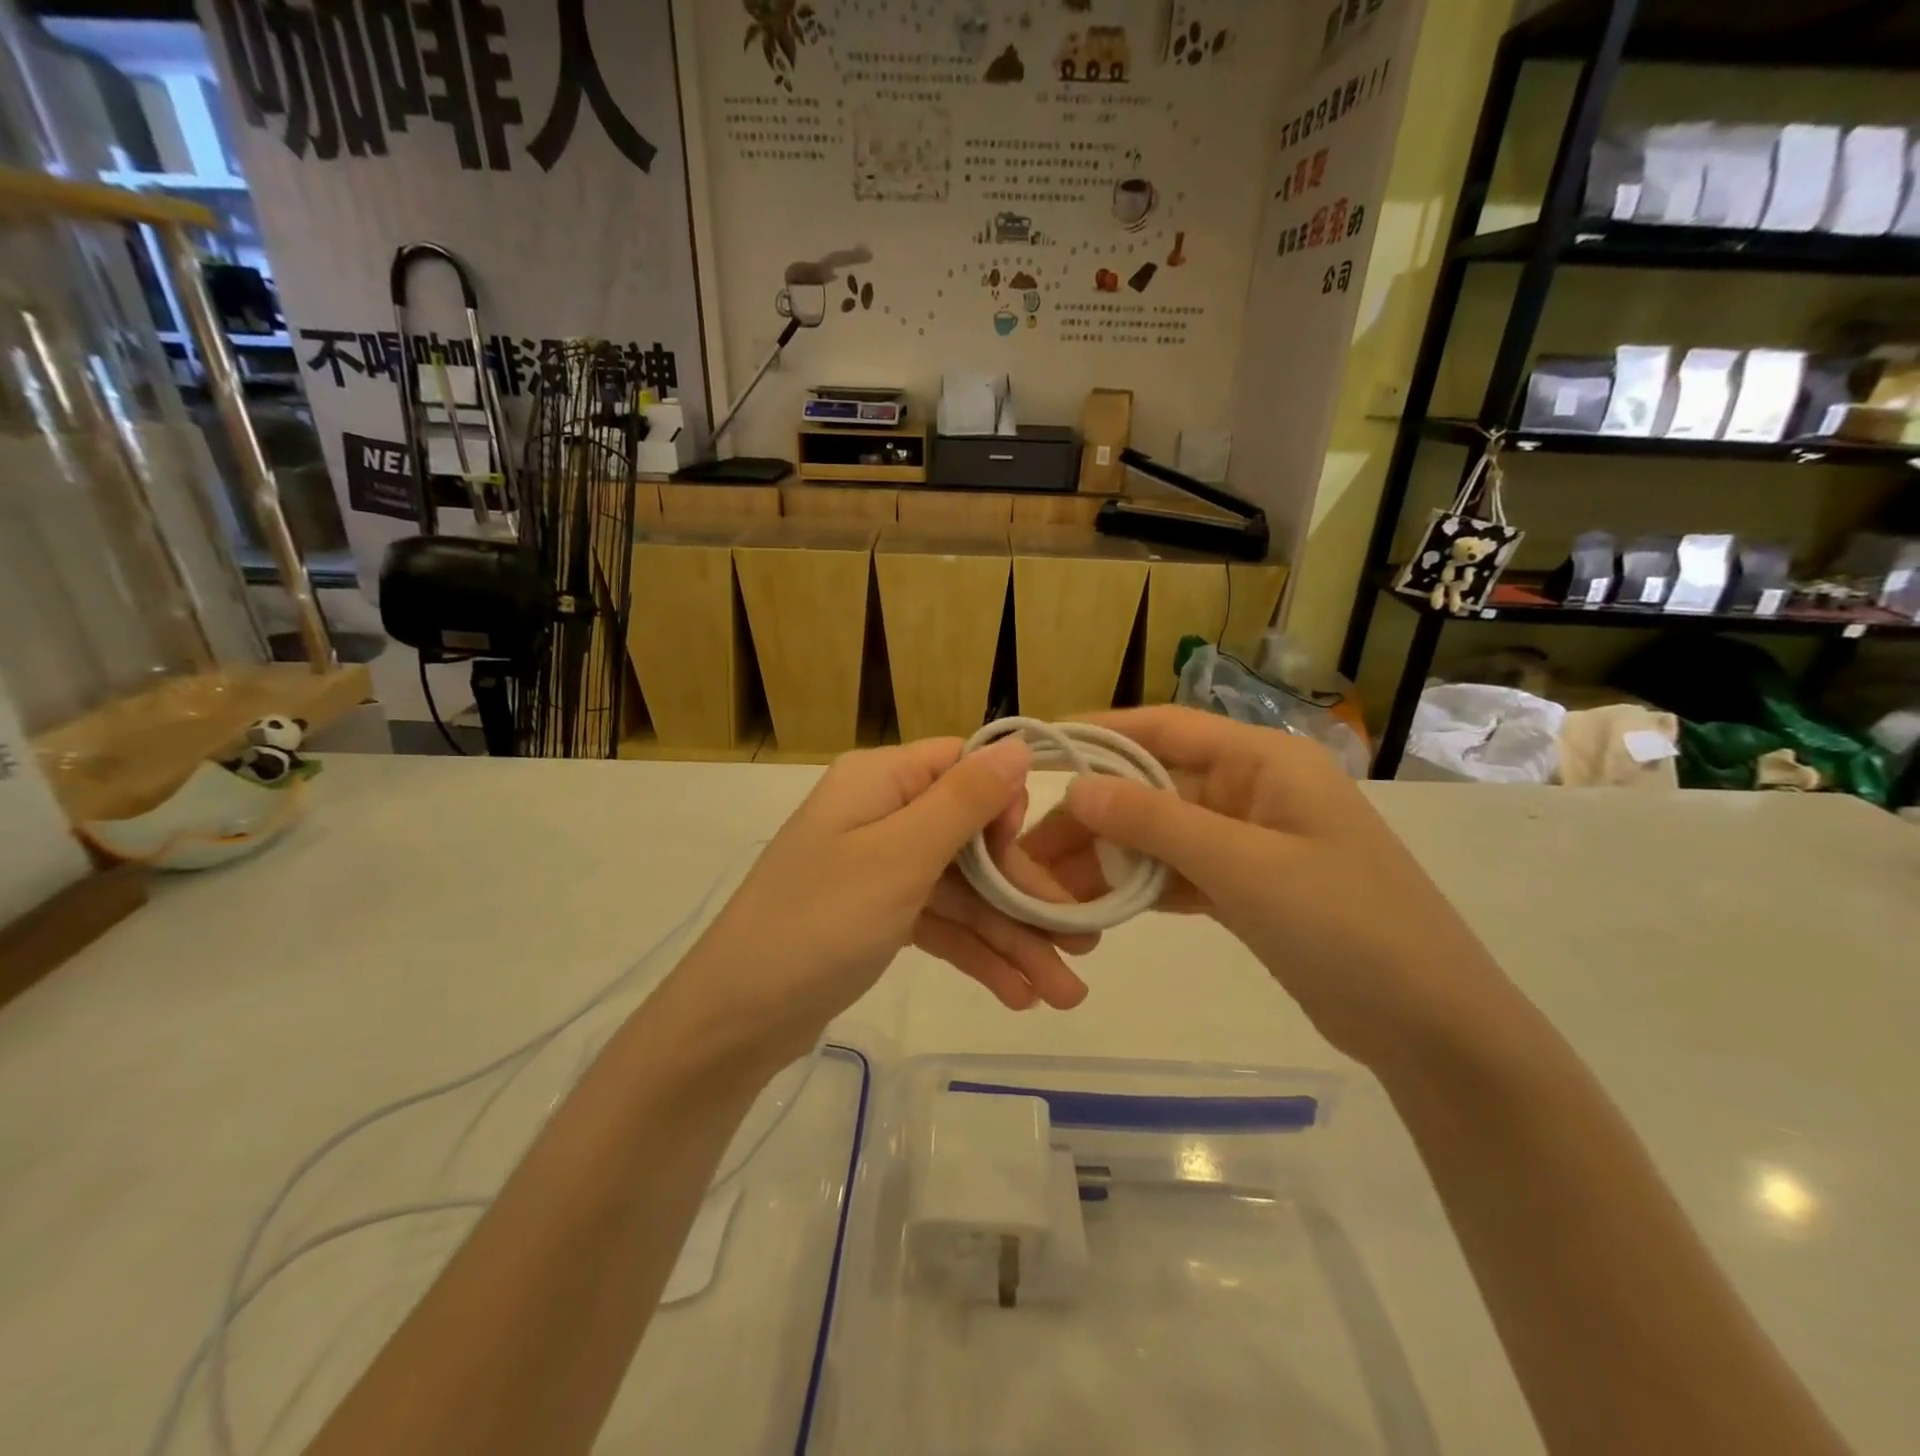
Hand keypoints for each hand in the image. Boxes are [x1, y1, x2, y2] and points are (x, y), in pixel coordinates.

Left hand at [662, 737, 1093, 1065]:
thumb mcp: (898, 857)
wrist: (734, 1021)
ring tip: (1063, 995)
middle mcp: (883, 815)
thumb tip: (1018, 743)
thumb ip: (963, 801)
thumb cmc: (818, 923)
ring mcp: (880, 869)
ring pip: (962, 891)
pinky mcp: (878, 916)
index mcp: (881, 781)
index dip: (1007, 808)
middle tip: (1082, 948)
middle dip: (1024, 896)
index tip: (1036, 859)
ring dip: (1010, 939)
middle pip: (972, 840)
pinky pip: (940, 923)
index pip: (964, 768)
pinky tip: (1018, 995)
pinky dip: (975, 954)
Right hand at [1015, 707, 1516, 1066]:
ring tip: (1049, 887)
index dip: (1099, 733)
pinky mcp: (1248, 887)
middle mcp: (1254, 789)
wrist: (1431, 1027)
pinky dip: (1139, 885)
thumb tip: (1076, 787)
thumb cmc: (1346, 926)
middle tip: (1030, 851)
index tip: (1040, 752)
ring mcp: (1251, 840)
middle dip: (1093, 813)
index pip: (1165, 728)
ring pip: (1160, 833)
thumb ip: (1156, 822)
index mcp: (1264, 761)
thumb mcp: (1244, 866)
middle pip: (1154, 785)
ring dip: (1109, 856)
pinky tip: (1097, 906)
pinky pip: (1178, 872)